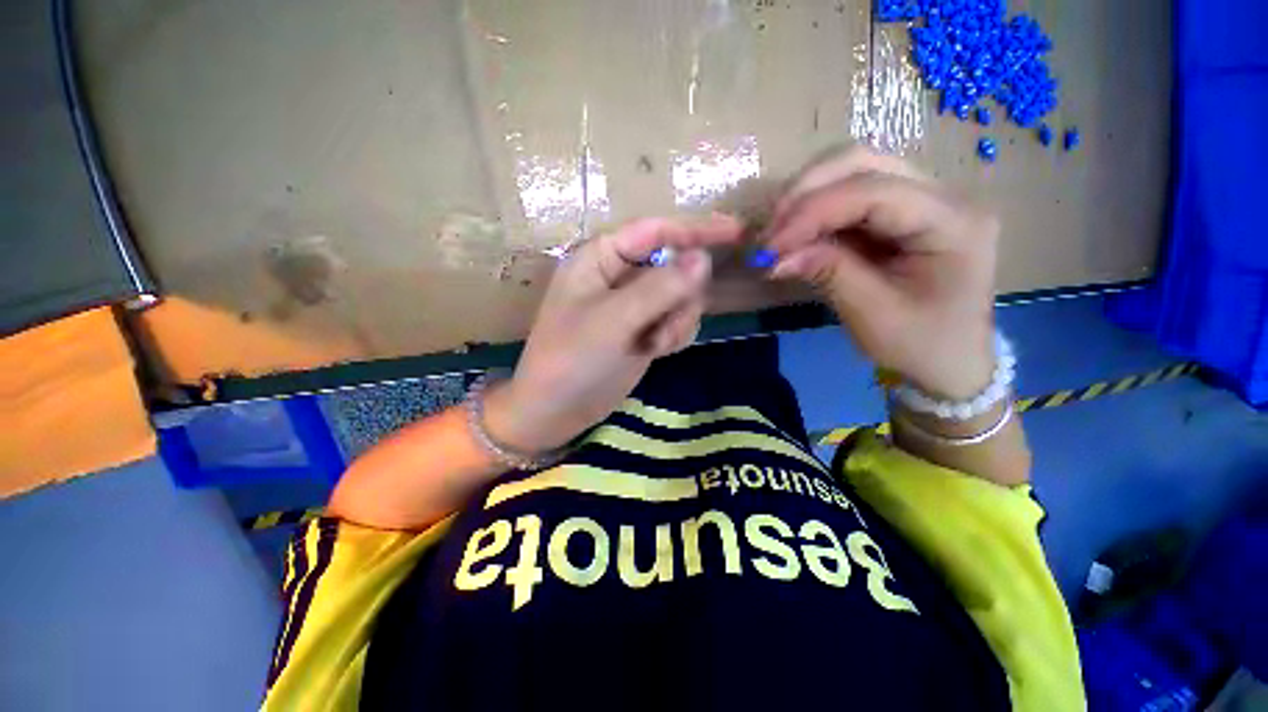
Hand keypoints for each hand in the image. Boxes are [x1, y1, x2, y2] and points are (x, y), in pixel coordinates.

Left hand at [485, 215, 743, 452]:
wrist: (557, 410)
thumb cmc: (573, 359)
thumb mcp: (614, 320)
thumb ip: (660, 288)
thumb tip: (703, 259)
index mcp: (601, 258)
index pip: (656, 231)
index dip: (696, 229)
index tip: (736, 232)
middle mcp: (620, 275)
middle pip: (675, 266)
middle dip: (680, 297)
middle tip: (664, 326)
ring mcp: (635, 305)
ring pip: (682, 297)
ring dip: (677, 321)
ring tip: (654, 345)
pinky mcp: (644, 329)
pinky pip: (677, 320)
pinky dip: (674, 335)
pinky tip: (656, 351)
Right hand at [765, 148, 998, 399]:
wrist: (951, 360)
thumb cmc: (921, 345)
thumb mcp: (873, 315)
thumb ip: (828, 273)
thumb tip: (776, 254)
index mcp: (953, 222)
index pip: (873, 192)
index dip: (813, 212)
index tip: (769, 246)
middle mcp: (944, 195)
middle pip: (864, 162)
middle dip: (805, 193)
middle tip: (769, 233)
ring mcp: (922, 198)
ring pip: (854, 170)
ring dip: (806, 196)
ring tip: (777, 232)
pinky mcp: (900, 211)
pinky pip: (850, 194)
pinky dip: (814, 210)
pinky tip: (795, 233)